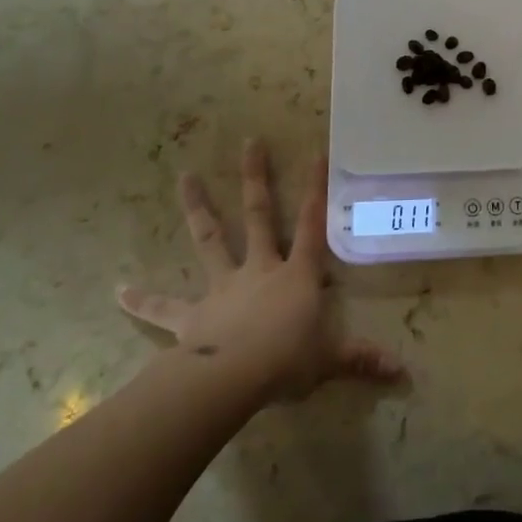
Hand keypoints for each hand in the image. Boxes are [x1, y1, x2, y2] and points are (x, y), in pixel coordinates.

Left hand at [117, 138, 403, 402]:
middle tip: (249, 141)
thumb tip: (402, 373)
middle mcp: (259, 269)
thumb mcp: (330, 361)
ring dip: (198, 208)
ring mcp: (223, 287)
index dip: (316, 189)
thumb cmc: (286, 362)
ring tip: (184, 176)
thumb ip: (362, 360)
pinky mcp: (192, 316)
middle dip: (255, 178)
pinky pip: (164, 308)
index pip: (311, 224)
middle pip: (257, 215)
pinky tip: (118, 290)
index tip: (315, 152)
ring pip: (210, 239)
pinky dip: (142, 300)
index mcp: (295, 275)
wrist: (232, 380)